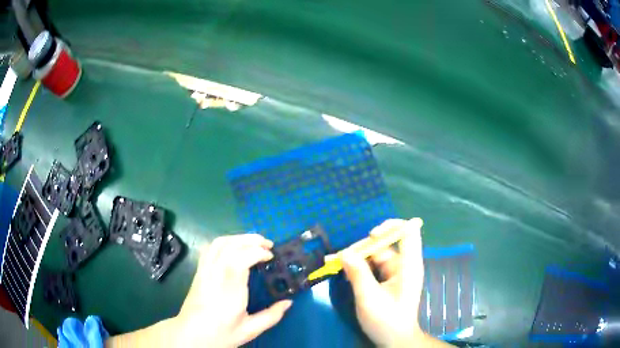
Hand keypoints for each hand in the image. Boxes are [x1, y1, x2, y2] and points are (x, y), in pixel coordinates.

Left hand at [175, 234, 292, 346]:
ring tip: (254, 242)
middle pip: (230, 245)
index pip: (241, 259)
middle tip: (268, 244)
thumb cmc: (221, 333)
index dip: (257, 251)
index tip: (271, 256)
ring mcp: (204, 271)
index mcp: (230, 290)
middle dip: (251, 240)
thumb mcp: (250, 330)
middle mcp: (215, 275)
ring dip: (238, 238)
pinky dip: (224, 242)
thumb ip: (271, 316)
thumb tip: (289, 302)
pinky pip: (209, 248)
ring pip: (219, 243)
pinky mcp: (199, 271)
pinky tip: (234, 247)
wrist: (191, 334)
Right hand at [342, 218, 449, 346]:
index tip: (371, 236)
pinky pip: (374, 266)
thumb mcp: (369, 298)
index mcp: (408, 265)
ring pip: (376, 255)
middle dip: (363, 247)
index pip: (409, 232)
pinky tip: (346, 273)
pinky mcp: (389, 280)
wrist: (395, 339)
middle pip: (386, 243)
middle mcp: (404, 264)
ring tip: (337, 263)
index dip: (391, 226)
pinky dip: (360, 267)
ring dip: (358, 258)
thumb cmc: (386, 320)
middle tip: (340, 257)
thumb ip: (358, 274)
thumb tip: (345, 253)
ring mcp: (396, 272)